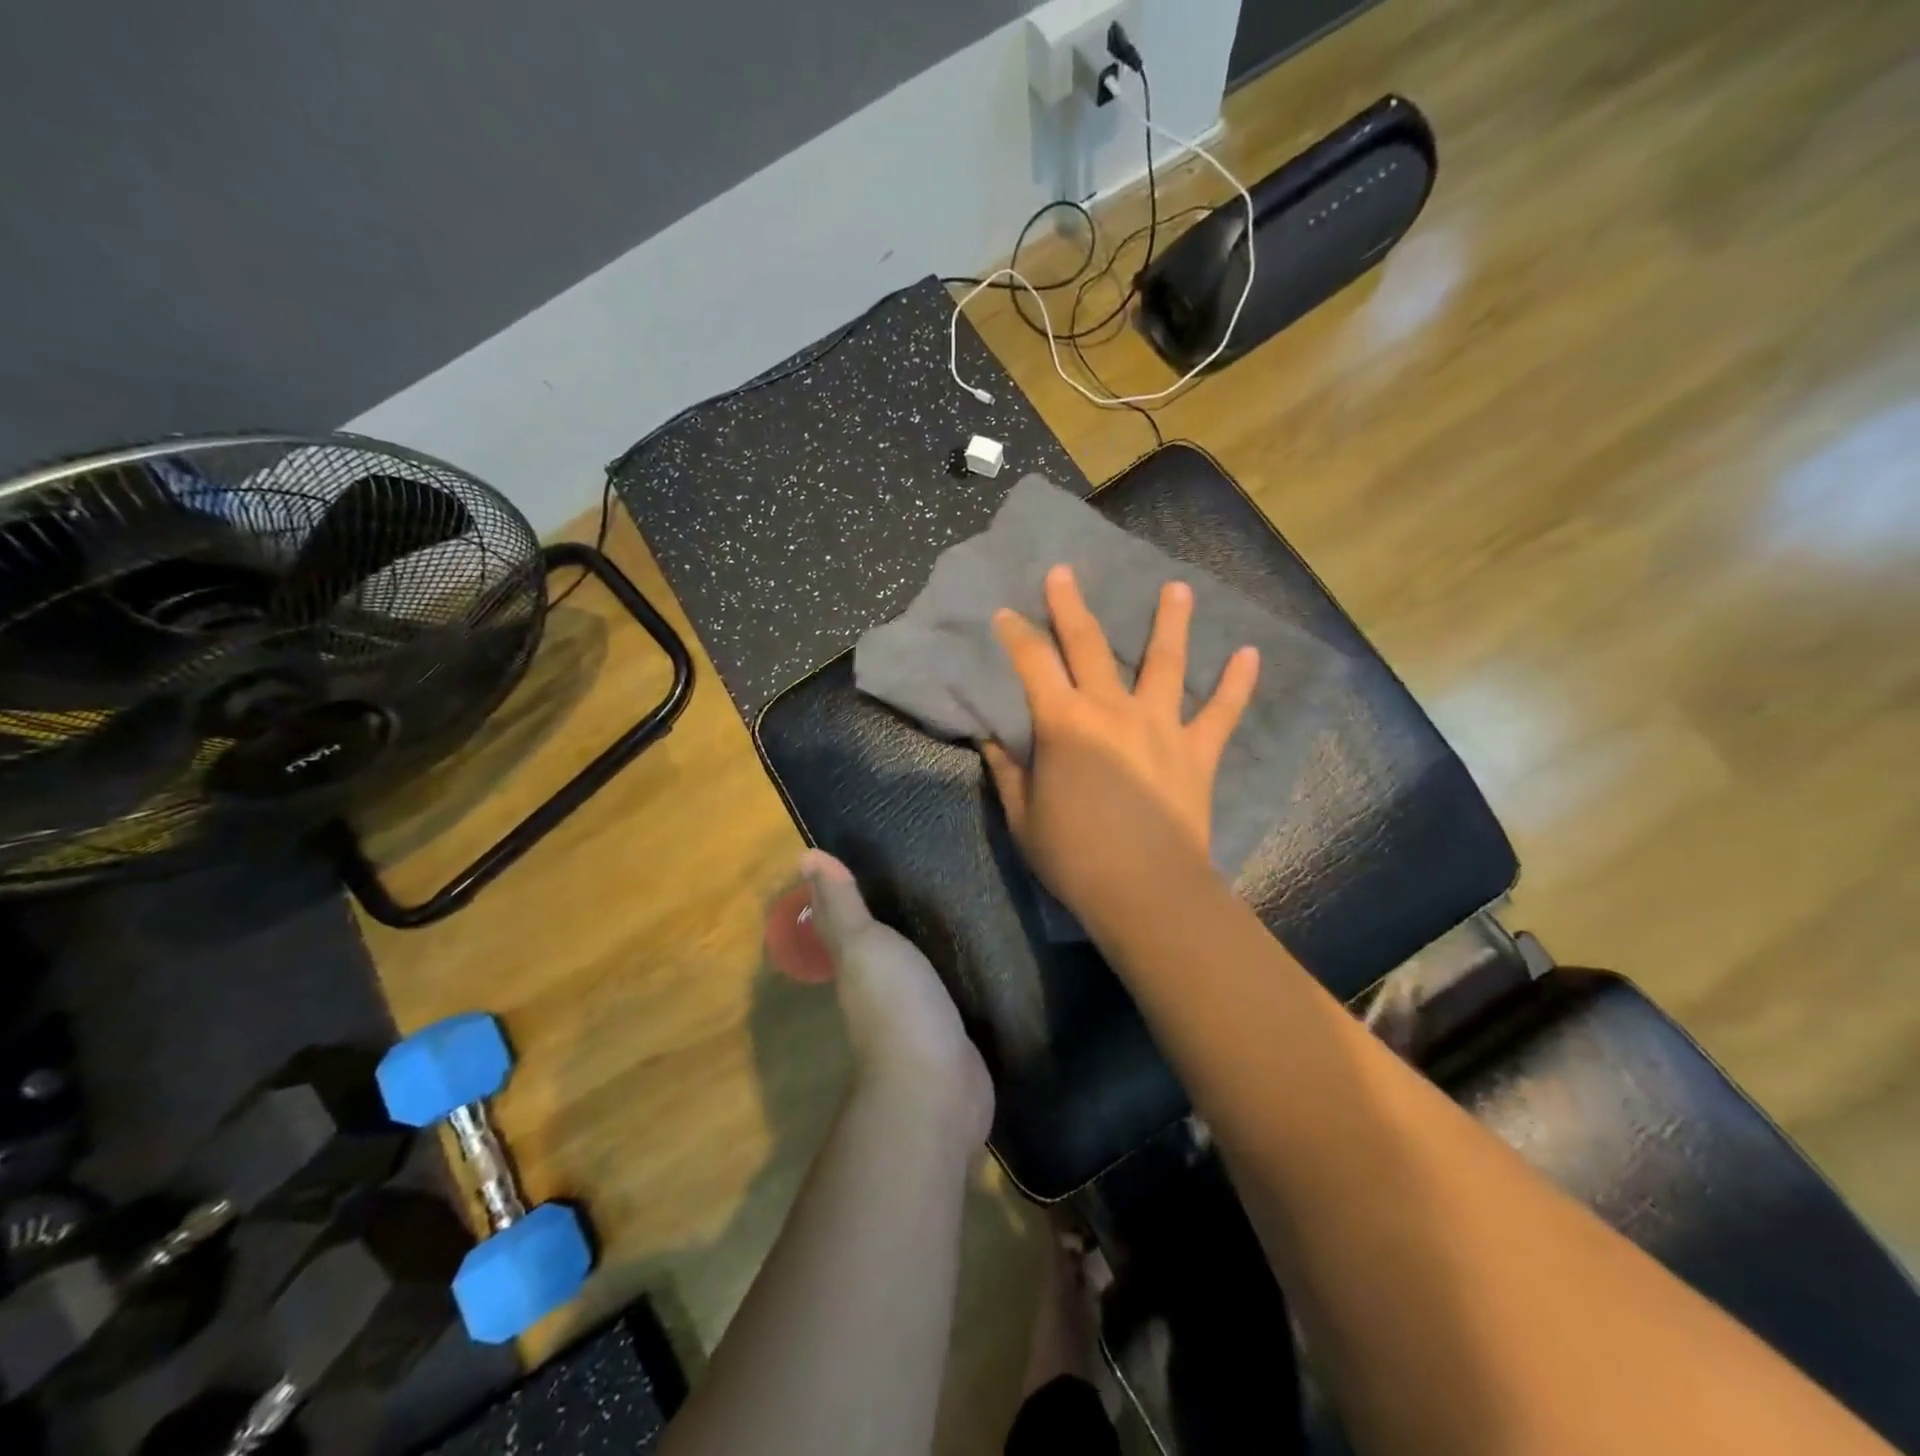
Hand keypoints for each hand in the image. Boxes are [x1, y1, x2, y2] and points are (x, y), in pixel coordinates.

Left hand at [800, 851, 993, 1145]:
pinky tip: (970, 952)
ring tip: (943, 902)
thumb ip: (842, 904)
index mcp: (854, 965)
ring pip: (910, 965)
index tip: (843, 859)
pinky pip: (946, 988)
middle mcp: (877, 988)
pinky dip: (950, 969)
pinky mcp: (949, 1030)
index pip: (837, 922)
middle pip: (872, 944)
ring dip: (918, 941)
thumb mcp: (864, 945)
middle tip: (905, 871)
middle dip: (879, 913)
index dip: (834, 894)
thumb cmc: (895, 1005)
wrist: (935, 1086)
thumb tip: (806, 856)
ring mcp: (914, 1013)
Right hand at [983, 565, 1259, 922]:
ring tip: (1177, 588)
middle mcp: (1112, 710)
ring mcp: (1161, 725)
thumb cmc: (1074, 855)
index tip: (1005, 613)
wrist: (1145, 889)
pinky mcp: (1198, 751)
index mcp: (1064, 723)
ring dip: (1170, 622)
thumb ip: (1007, 771)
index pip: (1032, 664)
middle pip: (1089, 645)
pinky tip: (1251, 654)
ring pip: (1166, 663)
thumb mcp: (1023, 816)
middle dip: (1071, 606)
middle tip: (1064, 570)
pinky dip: (1237, 684)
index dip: (1016, 635)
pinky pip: (1222, 713)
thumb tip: (991, 738)